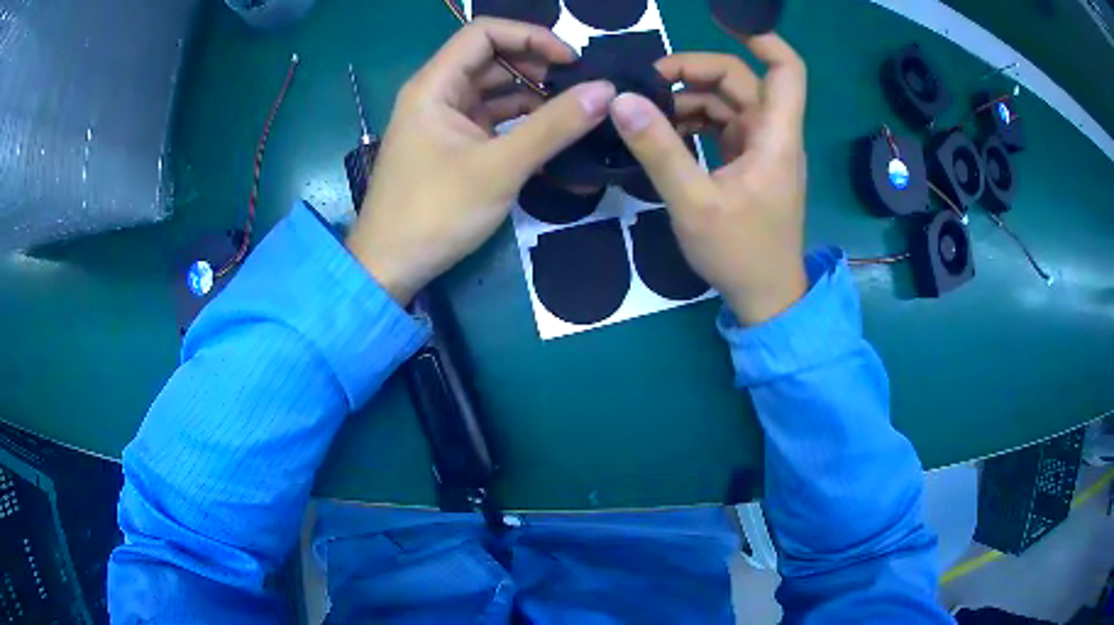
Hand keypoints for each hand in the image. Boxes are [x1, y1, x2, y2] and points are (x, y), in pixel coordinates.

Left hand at [346, 18, 616, 304]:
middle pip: (492, 59)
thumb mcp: (500, 167)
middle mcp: (437, 94)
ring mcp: (445, 121)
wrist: (391, 267)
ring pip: (495, 91)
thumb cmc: (435, 213)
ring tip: (575, 114)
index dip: (530, 36)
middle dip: (538, 67)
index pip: (484, 33)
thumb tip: (607, 91)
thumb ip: (554, 126)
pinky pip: (492, 120)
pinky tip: (552, 137)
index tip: (571, 61)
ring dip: (534, 97)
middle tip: (580, 89)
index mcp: (435, 85)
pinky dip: (521, 123)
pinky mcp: (453, 146)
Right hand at [609, 34, 808, 324]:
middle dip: (695, 72)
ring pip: (729, 104)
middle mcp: (774, 135)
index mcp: (775, 137)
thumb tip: (621, 100)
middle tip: (648, 83)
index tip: (723, 21)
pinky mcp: (751, 166)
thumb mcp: (693, 203)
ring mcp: (763, 151)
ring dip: (690, 99)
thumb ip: (658, 149)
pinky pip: (723, 127)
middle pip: (742, 82)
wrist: (766, 298)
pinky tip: (666, 133)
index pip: (787, 70)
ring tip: (648, 112)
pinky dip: (695, 122)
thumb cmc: (740, 254)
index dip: (762, 38)